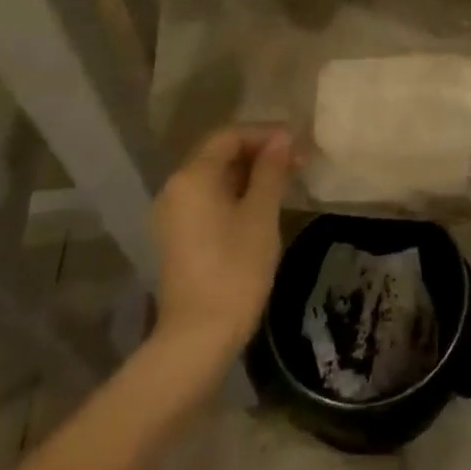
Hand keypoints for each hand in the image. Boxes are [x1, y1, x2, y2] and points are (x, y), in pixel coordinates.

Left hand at [152, 127, 292, 356]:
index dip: (265, 133)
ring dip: (250, 173)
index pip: (230, 135)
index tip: (297, 144)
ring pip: (215, 177)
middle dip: (259, 151)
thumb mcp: (262, 212)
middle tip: (296, 161)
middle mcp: (175, 188)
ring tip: (285, 181)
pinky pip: (208, 199)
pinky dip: (236, 193)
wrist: (199, 335)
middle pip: (220, 153)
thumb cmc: (236, 267)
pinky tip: (262, 205)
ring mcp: (173, 214)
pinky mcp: (178, 236)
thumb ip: (271, 169)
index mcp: (193, 176)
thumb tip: (281, 138)